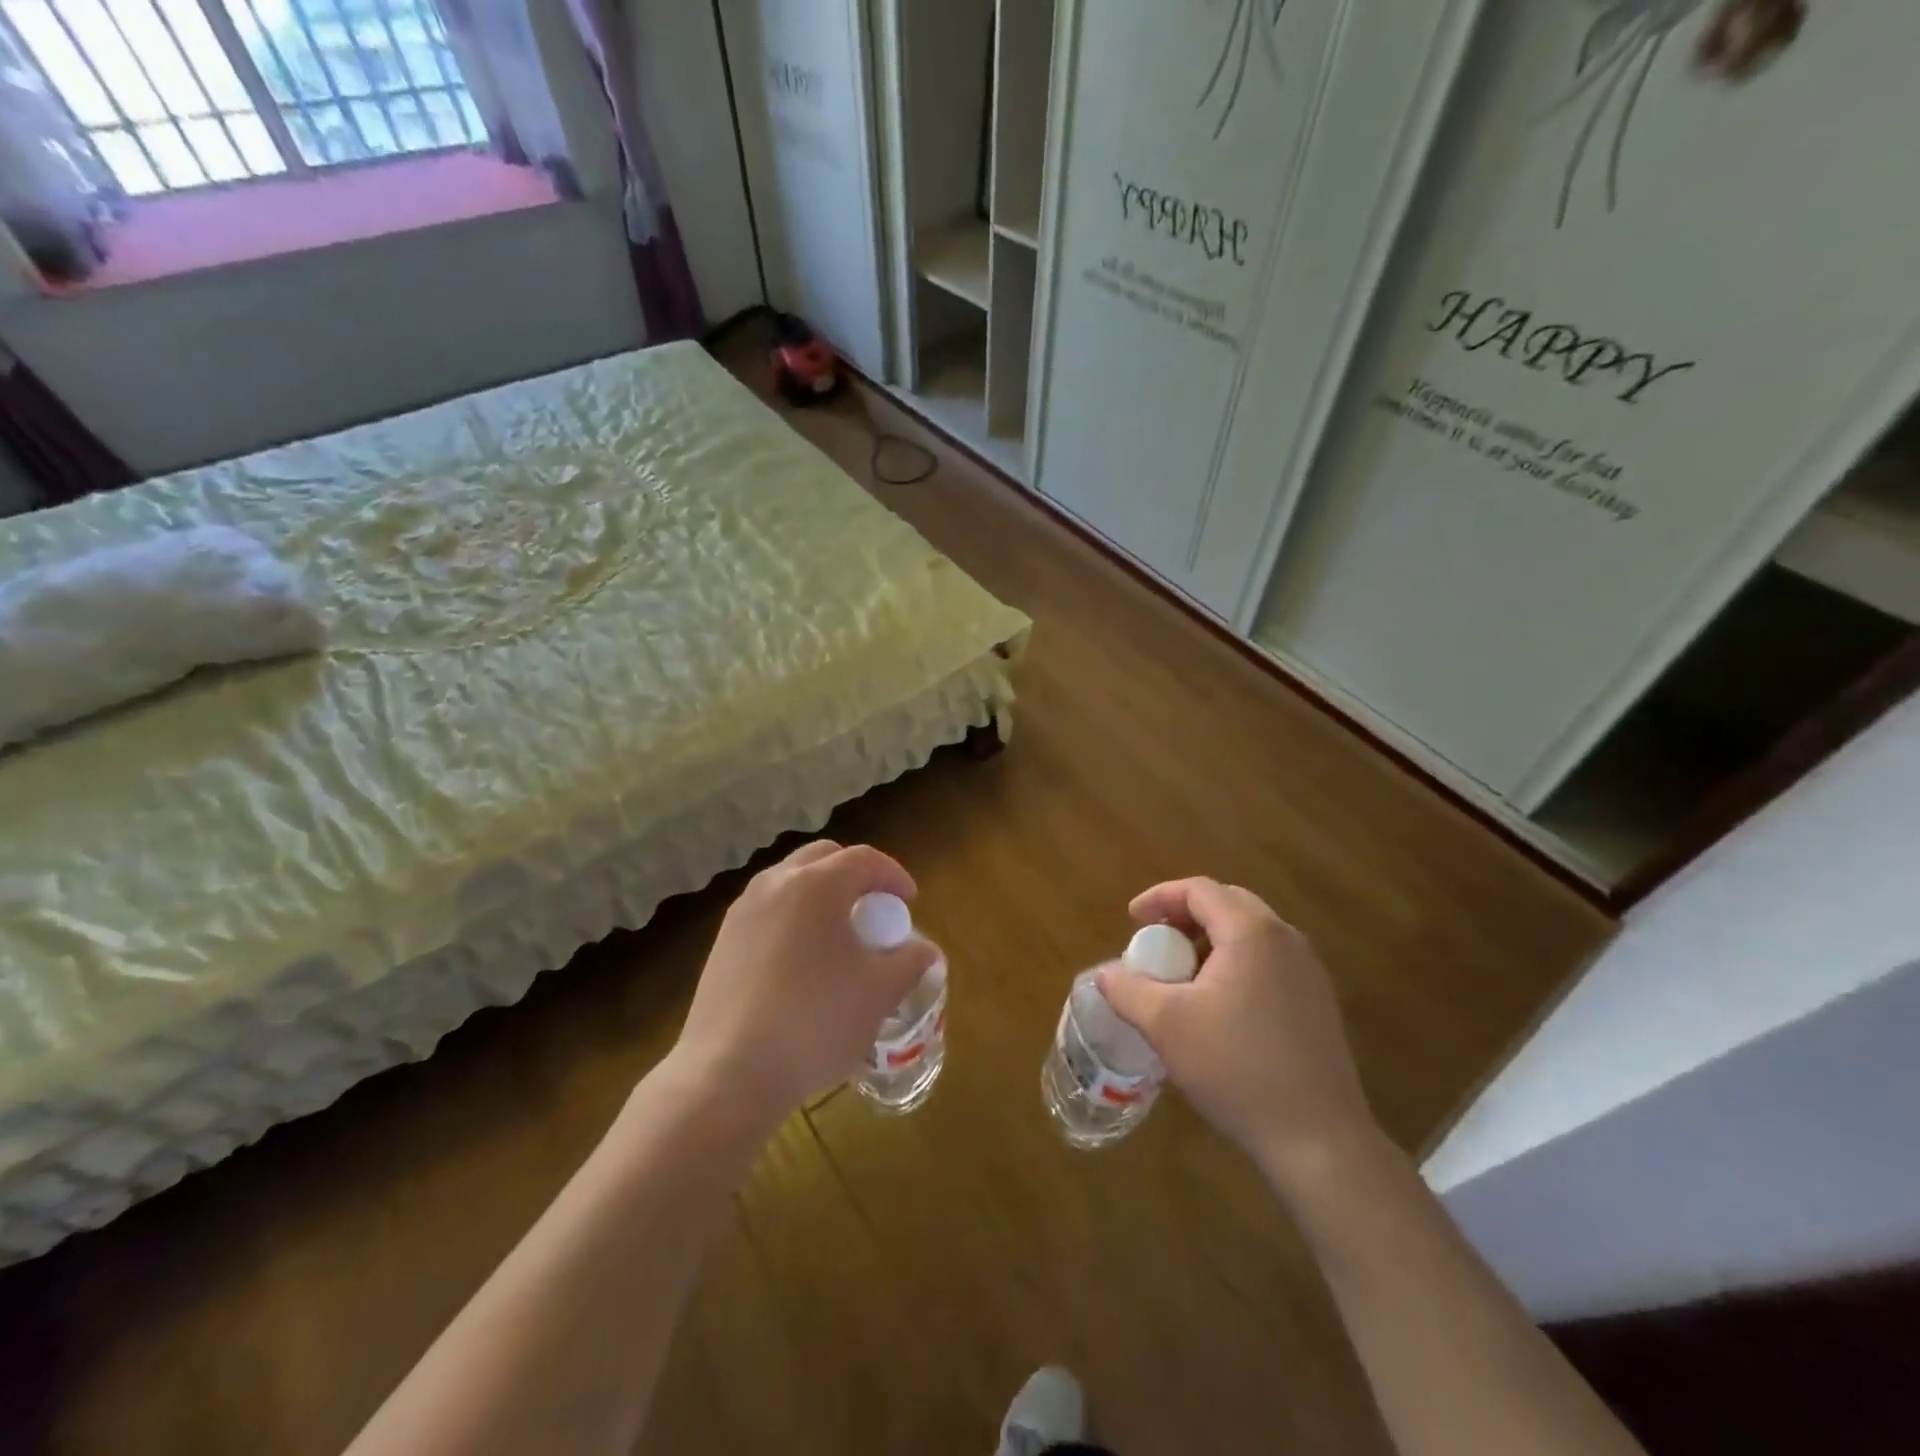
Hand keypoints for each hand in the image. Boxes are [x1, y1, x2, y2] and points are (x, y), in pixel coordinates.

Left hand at [671, 840, 938, 1126]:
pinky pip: (768, 912)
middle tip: (874, 910)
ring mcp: (742, 912)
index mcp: (817, 885)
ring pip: (790, 882)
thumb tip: (924, 951)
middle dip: (854, 875)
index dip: (894, 875)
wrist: (729, 1074)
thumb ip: (910, 962)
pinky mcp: (722, 942)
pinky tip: (803, 963)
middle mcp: (775, 885)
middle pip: (823, 858)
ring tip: (839, 936)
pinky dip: (793, 919)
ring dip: (821, 895)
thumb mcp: (879, 992)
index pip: (865, 859)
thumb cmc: (815, 1022)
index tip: (909, 902)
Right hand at [1098, 878, 1379, 1190]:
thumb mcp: (1166, 1025)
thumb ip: (1127, 990)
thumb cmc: (1236, 1068)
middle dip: (1185, 915)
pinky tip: (1217, 1005)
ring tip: (1180, 974)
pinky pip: (1267, 961)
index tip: (1131, 919)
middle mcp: (1286, 939)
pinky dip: (1234, 963)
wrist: (1318, 1139)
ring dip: (1210, 940)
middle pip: (1227, 904)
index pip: (1199, 890)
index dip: (1159, 897)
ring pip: (1250, 933)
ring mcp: (1308, 971)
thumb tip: (1104, 974)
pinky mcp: (1317, 1002)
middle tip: (1155, 941)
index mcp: (1251, 933)